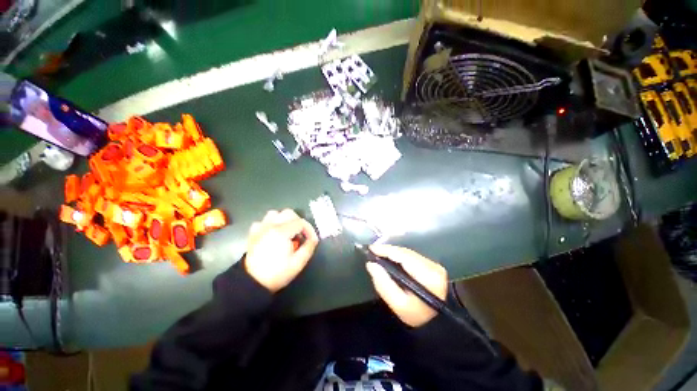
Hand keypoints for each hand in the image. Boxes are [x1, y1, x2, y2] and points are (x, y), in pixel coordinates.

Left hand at [245, 209, 318, 292]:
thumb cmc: (277, 273)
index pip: (301, 223)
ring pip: (274, 214)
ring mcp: (260, 228)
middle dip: (298, 222)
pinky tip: (273, 234)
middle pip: (289, 213)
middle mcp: (270, 226)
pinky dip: (270, 224)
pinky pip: (263, 222)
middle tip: (301, 234)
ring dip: (284, 220)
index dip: (309, 230)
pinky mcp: (253, 234)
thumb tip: (313, 239)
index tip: (312, 240)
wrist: (252, 283)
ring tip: (288, 232)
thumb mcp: (298, 263)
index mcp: (281, 232)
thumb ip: (309, 248)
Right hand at [366, 245, 447, 327]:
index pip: (403, 256)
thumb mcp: (398, 304)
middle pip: (406, 252)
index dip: (386, 250)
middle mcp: (433, 266)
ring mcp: (434, 265)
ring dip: (393, 252)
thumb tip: (371, 265)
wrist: (437, 322)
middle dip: (388, 250)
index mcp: (427, 276)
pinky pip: (412, 256)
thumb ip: (383, 284)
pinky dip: (400, 256)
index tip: (371, 249)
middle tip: (373, 251)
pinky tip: (391, 258)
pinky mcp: (433, 265)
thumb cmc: (417, 315)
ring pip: (409, 253)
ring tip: (379, 253)